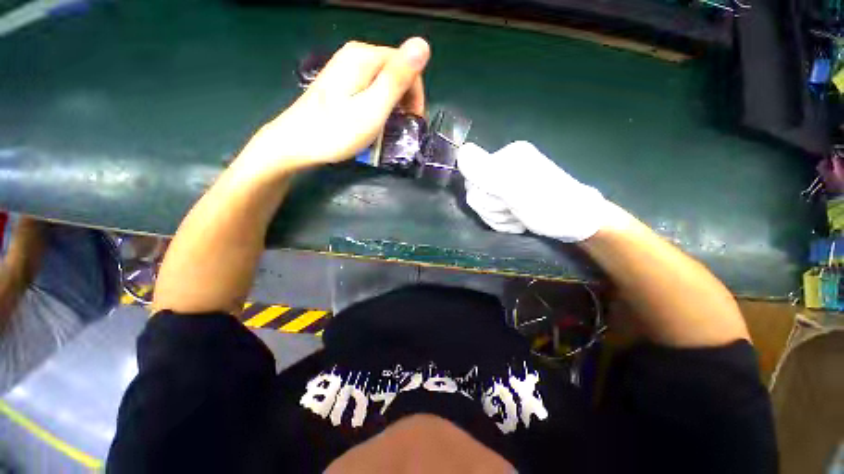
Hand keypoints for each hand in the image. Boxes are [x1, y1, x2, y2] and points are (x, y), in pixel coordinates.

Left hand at [236, 38, 429, 176]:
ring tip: (390, 127)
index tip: (412, 122)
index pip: (407, 64)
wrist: (296, 144)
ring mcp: (345, 68)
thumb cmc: (336, 132)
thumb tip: (423, 44)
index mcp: (364, 57)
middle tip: (403, 128)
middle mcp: (355, 55)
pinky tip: (375, 121)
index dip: (415, 94)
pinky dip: (379, 104)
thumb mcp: (372, 108)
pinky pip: (371, 88)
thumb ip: (396, 79)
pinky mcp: (341, 82)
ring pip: (384, 81)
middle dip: (405, 100)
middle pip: (395, 71)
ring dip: (393, 104)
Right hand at [457, 141, 609, 242]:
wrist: (576, 224)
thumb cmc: (549, 205)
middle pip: (475, 191)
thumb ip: (486, 171)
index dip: (482, 194)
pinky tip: (518, 222)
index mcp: (506, 156)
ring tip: (519, 218)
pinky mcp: (509, 198)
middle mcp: (504, 166)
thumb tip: (461, 151)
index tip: (503, 200)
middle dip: (492, 208)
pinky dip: (502, 222)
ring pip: (482, 205)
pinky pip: (491, 213)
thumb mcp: (516, 189)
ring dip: (498, 217)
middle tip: (513, 211)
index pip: (470, 175)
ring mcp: (507, 183)